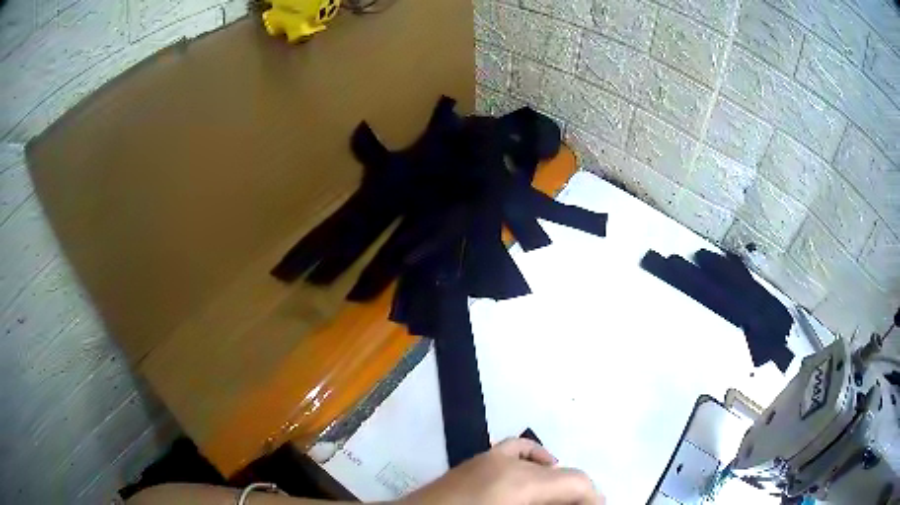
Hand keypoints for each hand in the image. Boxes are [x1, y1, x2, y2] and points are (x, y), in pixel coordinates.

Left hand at [398, 438, 602, 504]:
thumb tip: (570, 502)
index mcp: (519, 483)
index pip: (577, 482)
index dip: (593, 498)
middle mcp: (508, 463)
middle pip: (562, 474)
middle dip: (575, 495)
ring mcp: (489, 457)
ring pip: (542, 464)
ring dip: (556, 482)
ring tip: (557, 501)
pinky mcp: (476, 460)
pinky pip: (517, 451)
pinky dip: (535, 460)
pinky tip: (537, 474)